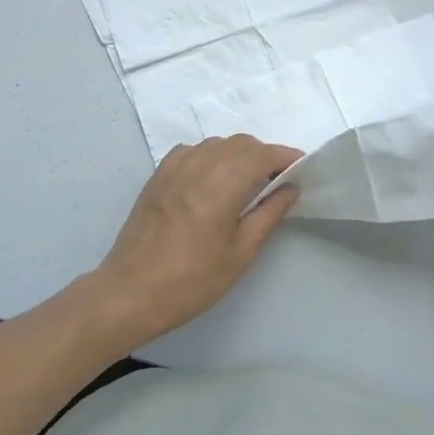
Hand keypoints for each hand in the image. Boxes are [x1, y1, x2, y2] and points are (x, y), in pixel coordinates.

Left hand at [92, 136, 300, 347]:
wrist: (131, 291)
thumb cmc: (192, 278)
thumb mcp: (240, 252)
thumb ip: (268, 213)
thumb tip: (290, 188)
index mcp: (223, 180)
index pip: (262, 154)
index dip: (285, 156)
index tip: (302, 166)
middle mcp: (199, 163)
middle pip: (240, 143)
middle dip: (263, 154)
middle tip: (278, 179)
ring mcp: (174, 166)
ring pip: (216, 144)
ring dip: (237, 154)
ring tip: (247, 180)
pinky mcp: (158, 175)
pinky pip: (192, 151)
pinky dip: (210, 156)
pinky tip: (212, 179)